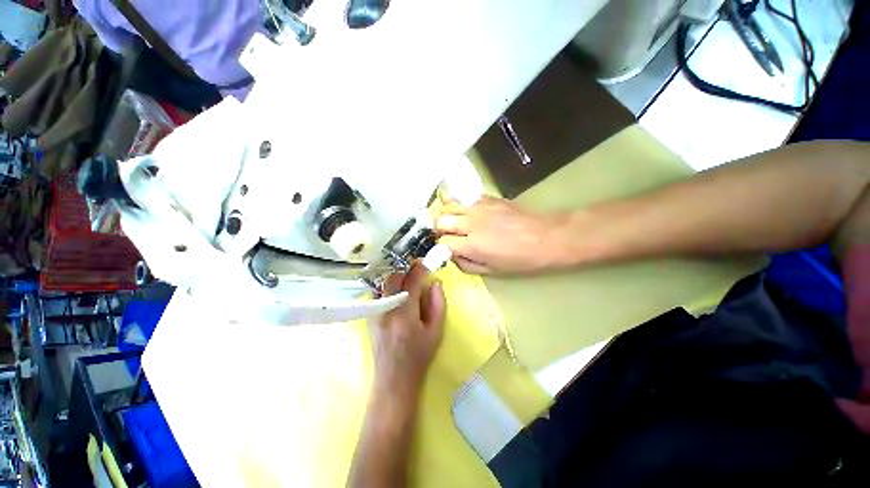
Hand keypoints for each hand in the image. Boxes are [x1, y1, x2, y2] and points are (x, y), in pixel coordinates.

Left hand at [369, 263, 445, 399]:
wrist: (394, 380)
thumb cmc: (419, 357)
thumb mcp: (436, 332)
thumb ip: (437, 304)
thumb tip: (435, 282)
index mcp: (405, 315)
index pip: (411, 282)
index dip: (419, 269)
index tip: (425, 262)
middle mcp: (386, 310)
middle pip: (393, 278)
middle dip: (406, 271)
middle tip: (417, 272)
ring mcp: (374, 313)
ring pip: (384, 284)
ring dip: (397, 279)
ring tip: (408, 283)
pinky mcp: (370, 317)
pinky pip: (379, 293)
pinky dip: (389, 288)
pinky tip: (398, 295)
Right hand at [433, 196, 569, 274]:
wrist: (547, 237)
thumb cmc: (521, 259)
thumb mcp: (492, 271)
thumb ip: (466, 264)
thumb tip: (452, 255)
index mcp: (472, 245)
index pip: (441, 242)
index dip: (438, 246)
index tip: (442, 249)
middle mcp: (471, 223)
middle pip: (439, 219)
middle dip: (437, 228)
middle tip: (443, 234)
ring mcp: (478, 207)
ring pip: (448, 204)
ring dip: (445, 214)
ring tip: (450, 221)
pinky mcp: (487, 198)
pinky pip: (464, 197)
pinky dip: (458, 204)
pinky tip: (464, 211)